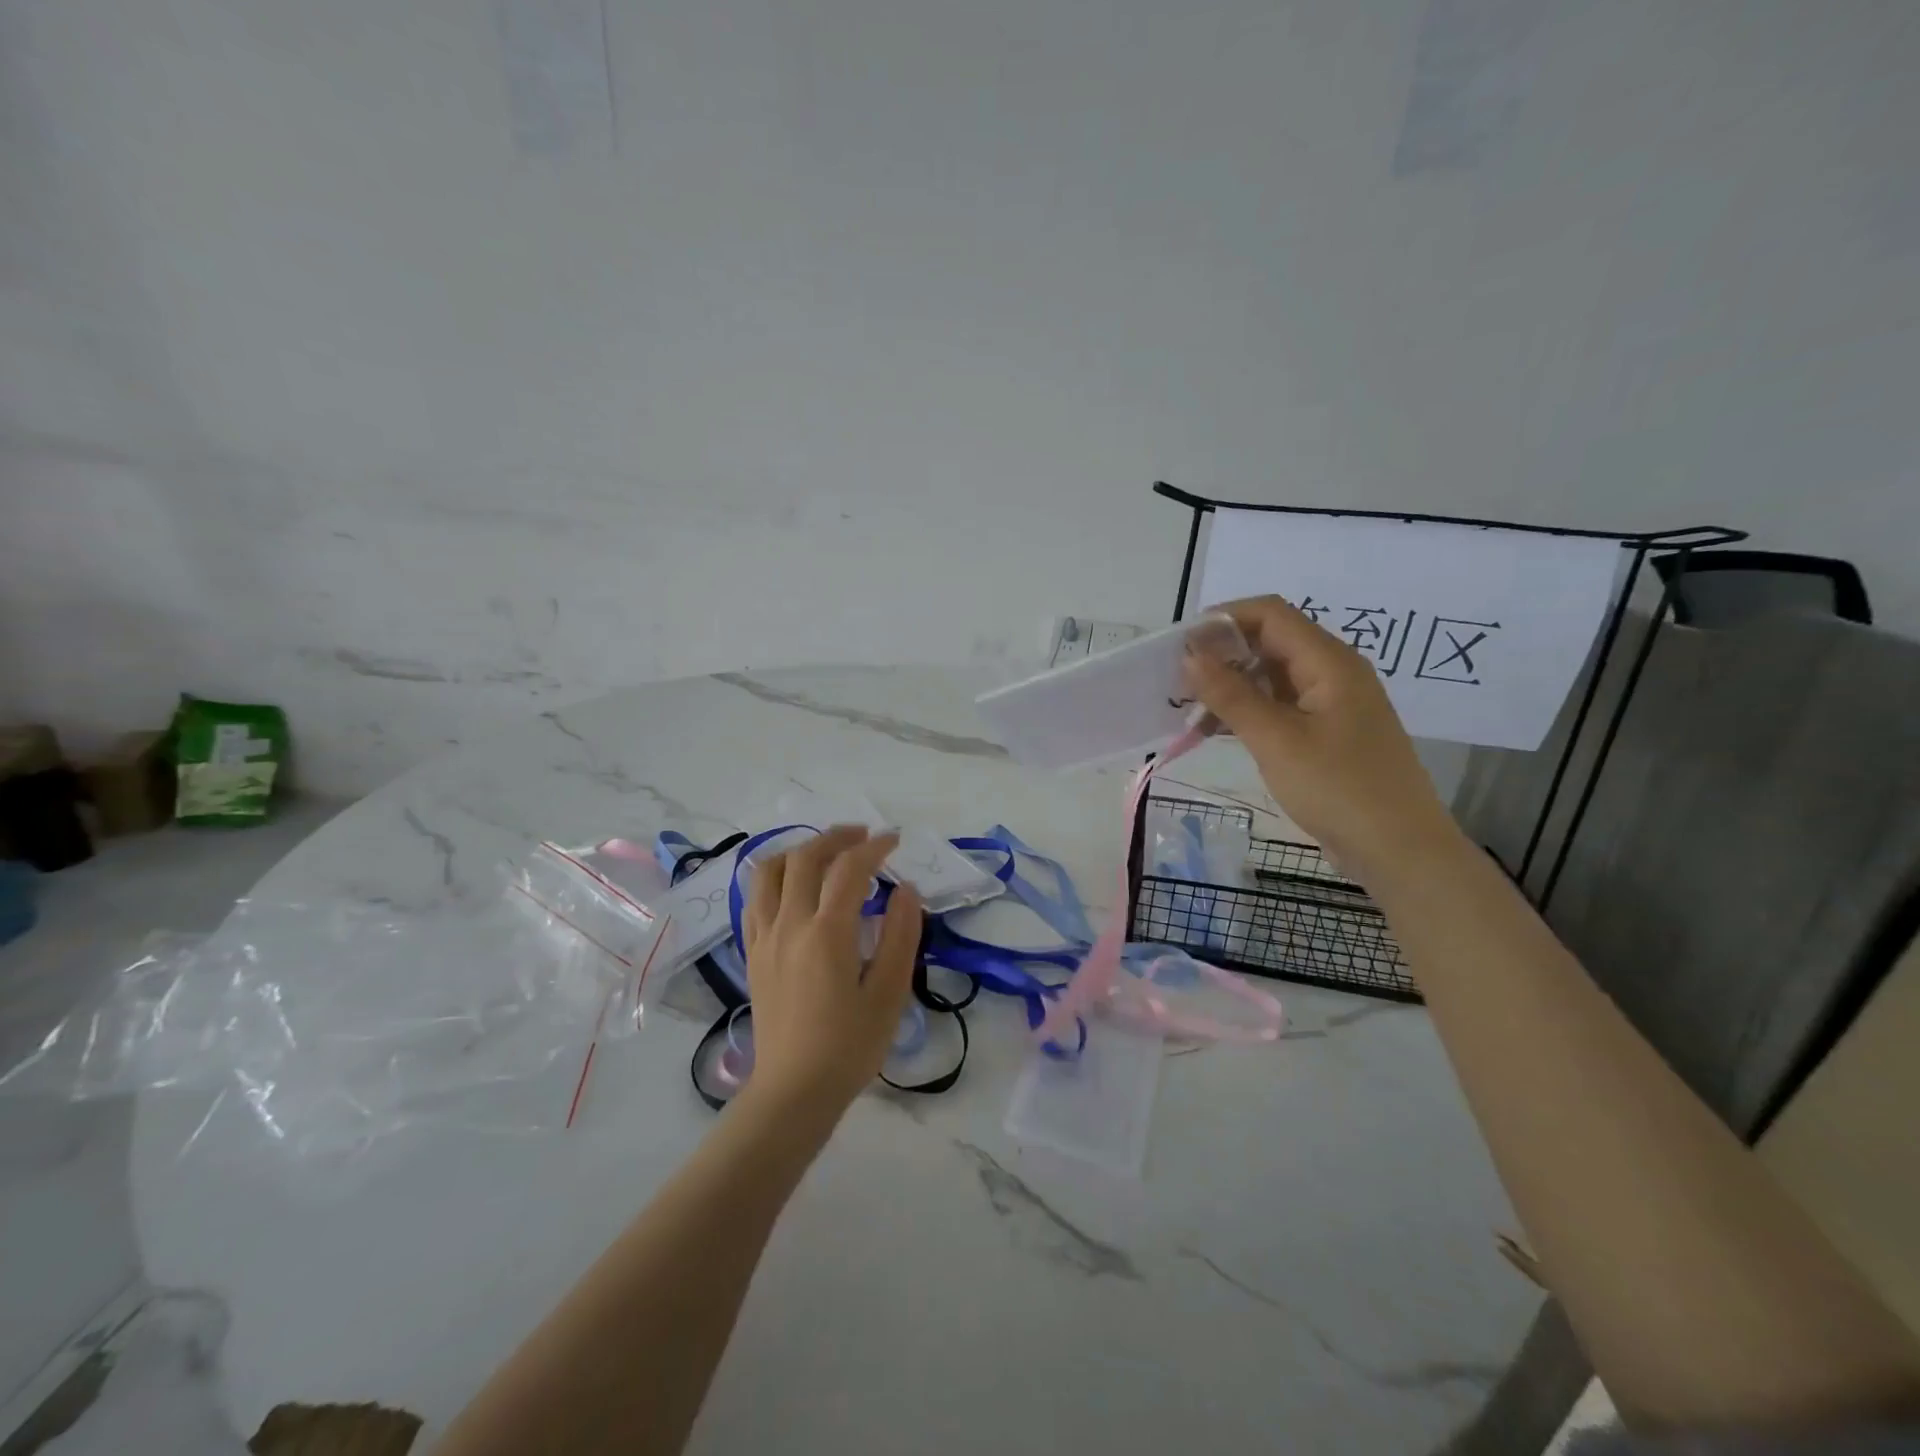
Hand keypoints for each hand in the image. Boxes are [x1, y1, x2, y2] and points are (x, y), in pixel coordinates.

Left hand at [741, 826, 922, 1121]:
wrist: (793, 1091)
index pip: (849, 869)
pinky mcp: (752, 953)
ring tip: (825, 853)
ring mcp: (764, 938)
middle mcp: (789, 925)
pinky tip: (794, 887)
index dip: (874, 847)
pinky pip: (755, 898)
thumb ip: (900, 935)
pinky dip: (775, 877)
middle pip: (805, 857)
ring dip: (799, 850)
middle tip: (864, 837)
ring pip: (770, 870)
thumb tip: (906, 890)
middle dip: (836, 837)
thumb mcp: (889, 993)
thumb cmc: (849, 1046)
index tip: (895, 841)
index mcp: (826, 934)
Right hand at [1182, 595, 1463, 883]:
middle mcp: (1332, 672)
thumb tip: (1190, 655)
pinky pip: (1278, 706)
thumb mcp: (1276, 740)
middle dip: (1221, 653)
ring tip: (1188, 707)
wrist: (1399, 851)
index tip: (1179, 645)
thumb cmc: (1339, 789)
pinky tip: (1215, 730)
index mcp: (1329, 662)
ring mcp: (1330, 704)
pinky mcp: (1324, 733)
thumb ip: (1231, 695)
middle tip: (1176, 679)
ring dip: (1229, 685)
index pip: (1270, 614)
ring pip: (1270, 676)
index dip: (1223, 619)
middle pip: (1269, 641)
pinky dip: (1246, 711)